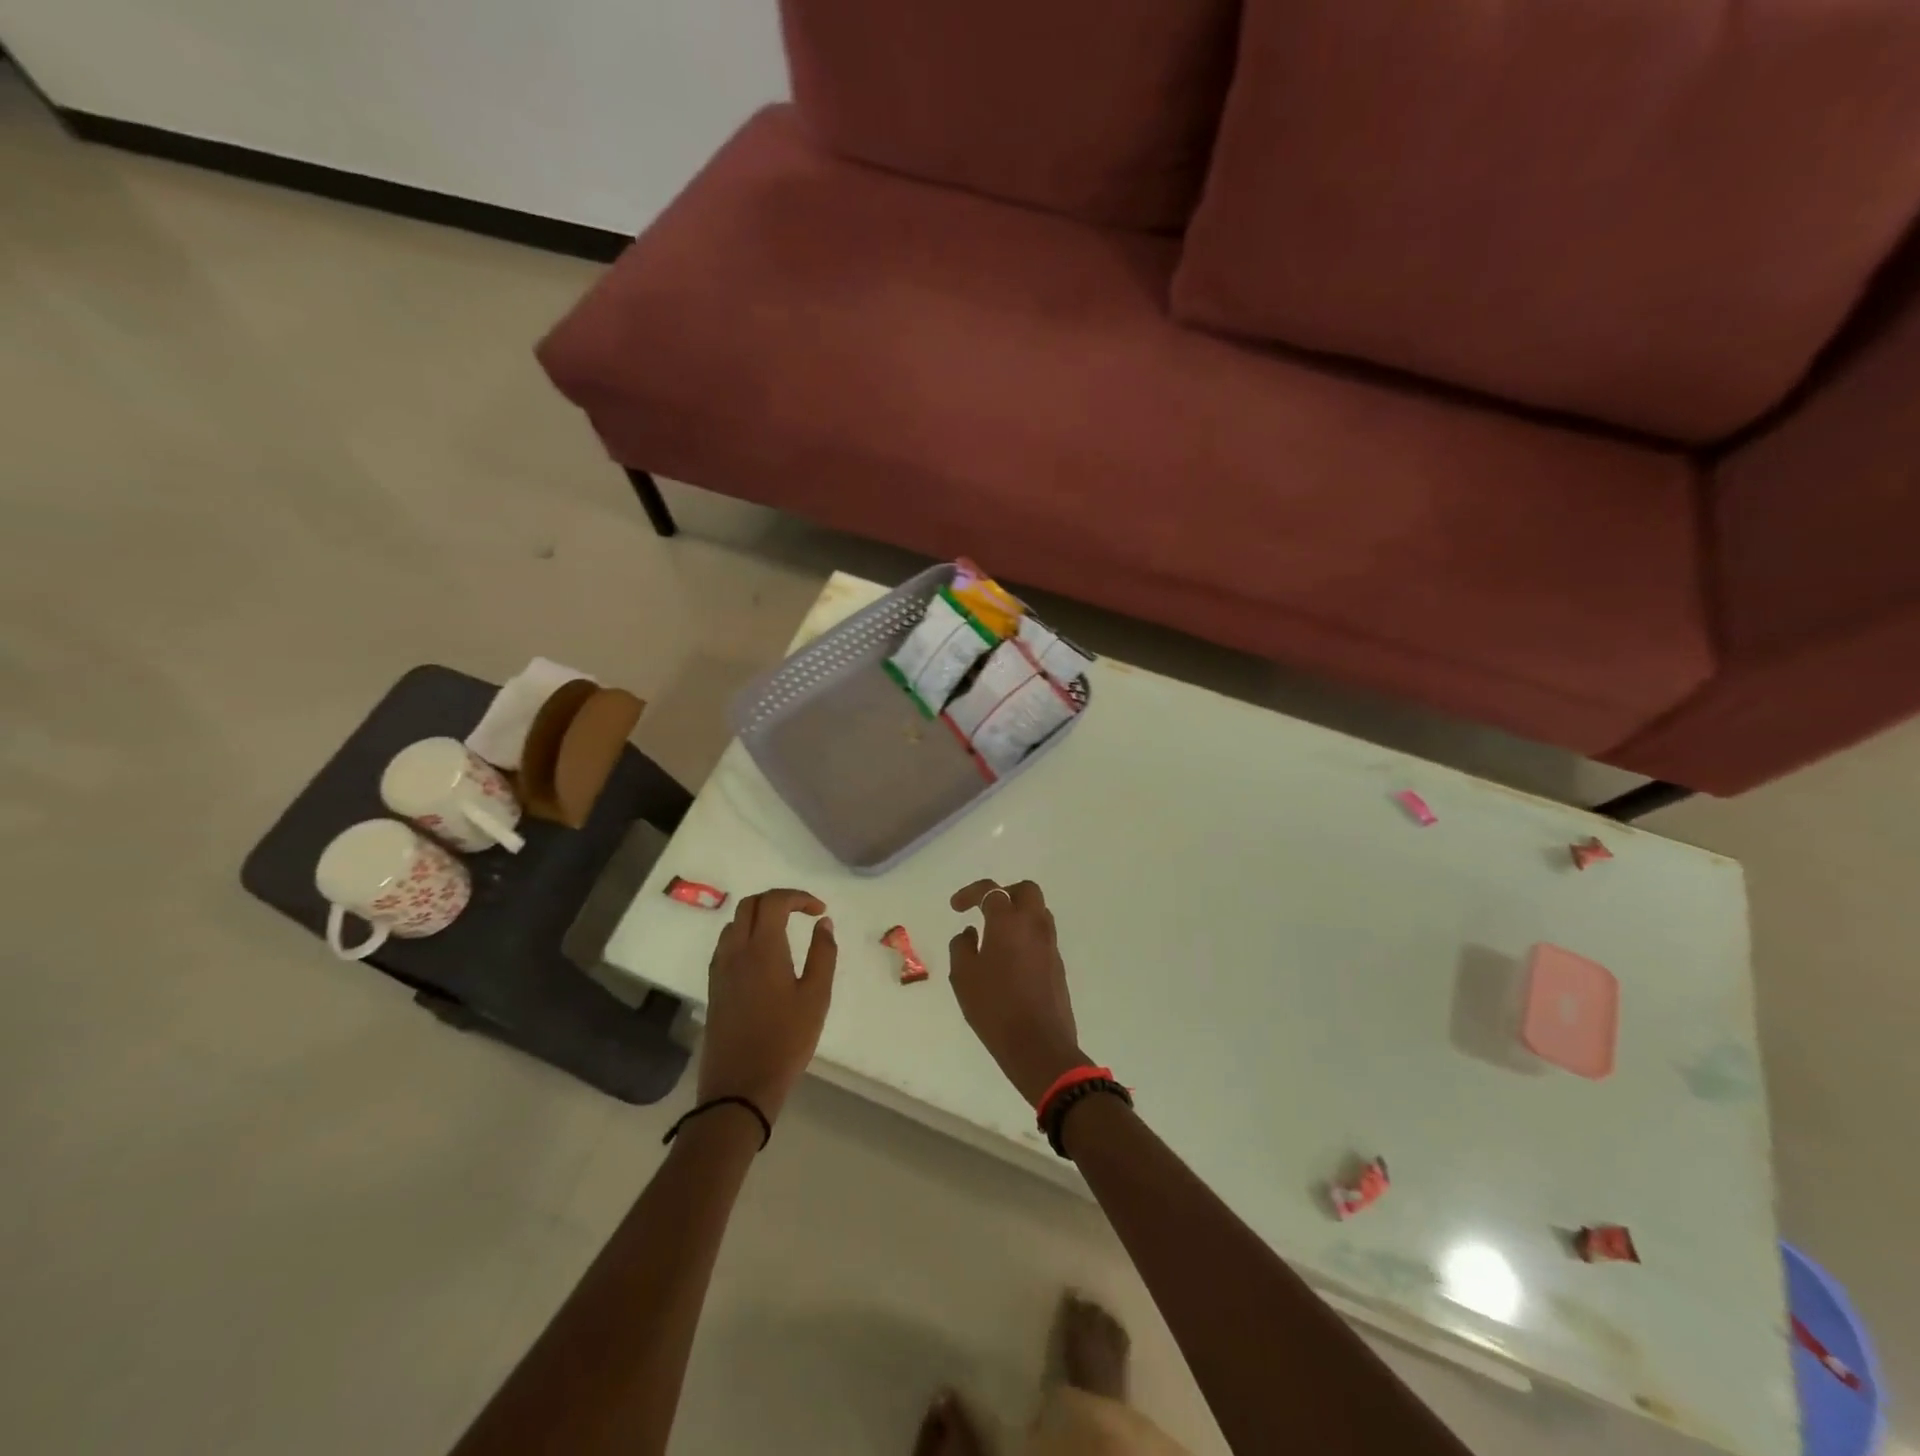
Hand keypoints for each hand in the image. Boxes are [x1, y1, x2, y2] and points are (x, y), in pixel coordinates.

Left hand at [698, 889, 836, 1121]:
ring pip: (735, 923)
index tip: (819, 911)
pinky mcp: (714, 987)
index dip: (798, 897)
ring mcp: (720, 969)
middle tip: (802, 914)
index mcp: (762, 949)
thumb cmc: (786, 1041)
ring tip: (784, 932)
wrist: (740, 1087)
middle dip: (777, 901)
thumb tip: (823, 923)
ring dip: (759, 916)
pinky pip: (726, 945)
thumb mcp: (816, 997)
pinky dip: (745, 935)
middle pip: (750, 904)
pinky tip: (762, 957)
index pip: (774, 901)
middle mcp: (736, 951)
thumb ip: (823, 954)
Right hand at [948, 879, 1089, 1105]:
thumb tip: (970, 933)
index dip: (971, 893)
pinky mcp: (1058, 966)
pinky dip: (1026, 936)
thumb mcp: (964, 976)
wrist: (1038, 1045)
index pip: (992, 891)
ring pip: (1039, 912)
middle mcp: (1034, 926)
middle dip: (1005, 894)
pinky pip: (1042, 937)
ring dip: (1018, 914)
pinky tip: (1010, 960)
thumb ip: (962, 946)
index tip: (956, 907)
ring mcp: (1050, 945)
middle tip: (986, 911)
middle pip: (1026, 891)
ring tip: (997, 936)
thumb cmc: (995, 1008)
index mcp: (1009, 922)